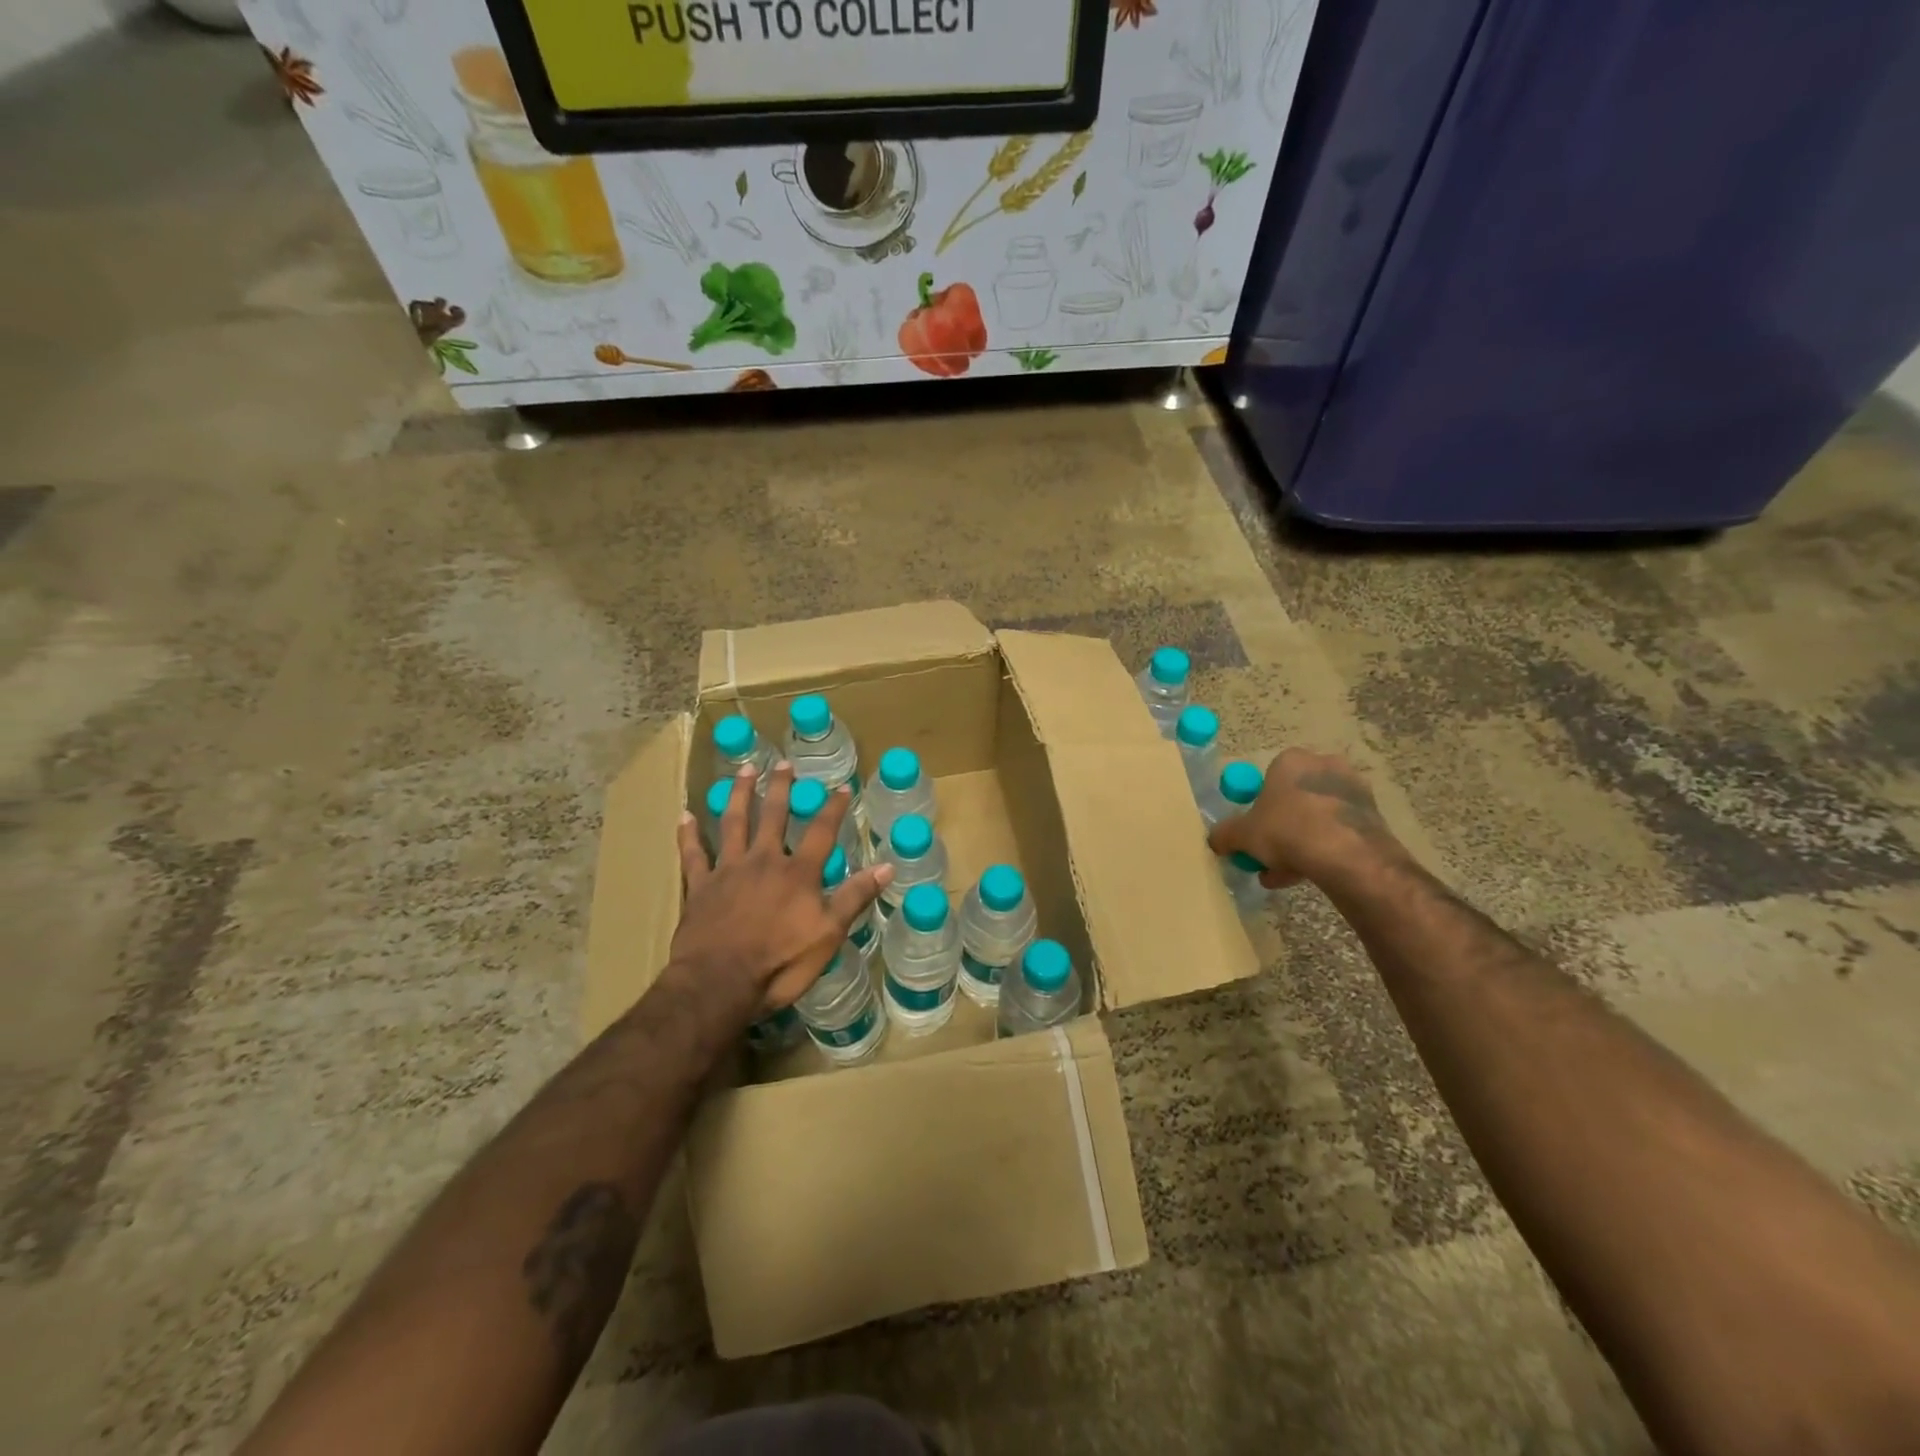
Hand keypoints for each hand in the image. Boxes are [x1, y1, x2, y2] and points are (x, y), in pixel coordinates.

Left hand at [671, 763, 890, 1017]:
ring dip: (739, 795)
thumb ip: (855, 897)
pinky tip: (685, 815)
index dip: (833, 809)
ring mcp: (728, 871)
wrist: (719, 982)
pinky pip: (693, 854)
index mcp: (798, 873)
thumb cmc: (780, 963)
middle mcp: (764, 861)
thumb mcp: (829, 934)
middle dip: (780, 788)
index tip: (841, 788)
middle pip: (774, 816)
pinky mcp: (700, 887)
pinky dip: (689, 835)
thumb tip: (887, 866)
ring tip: (744, 770)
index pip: (821, 832)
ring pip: (733, 823)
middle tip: (783, 764)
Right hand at [1207, 748, 1405, 889]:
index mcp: (1291, 760)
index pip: (1268, 778)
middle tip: (1266, 855)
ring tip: (1283, 875)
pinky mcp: (1373, 816)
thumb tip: (1216, 840)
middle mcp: (1325, 766)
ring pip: (1316, 818)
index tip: (1253, 830)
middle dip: (1279, 829)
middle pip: (1294, 799)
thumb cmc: (1287, 831)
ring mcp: (1353, 790)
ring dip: (1299, 843)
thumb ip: (1225, 835)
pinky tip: (1307, 875)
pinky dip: (1323, 850)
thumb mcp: (1242, 835)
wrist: (1348, 856)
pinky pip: (1338, 831)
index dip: (1258, 806)